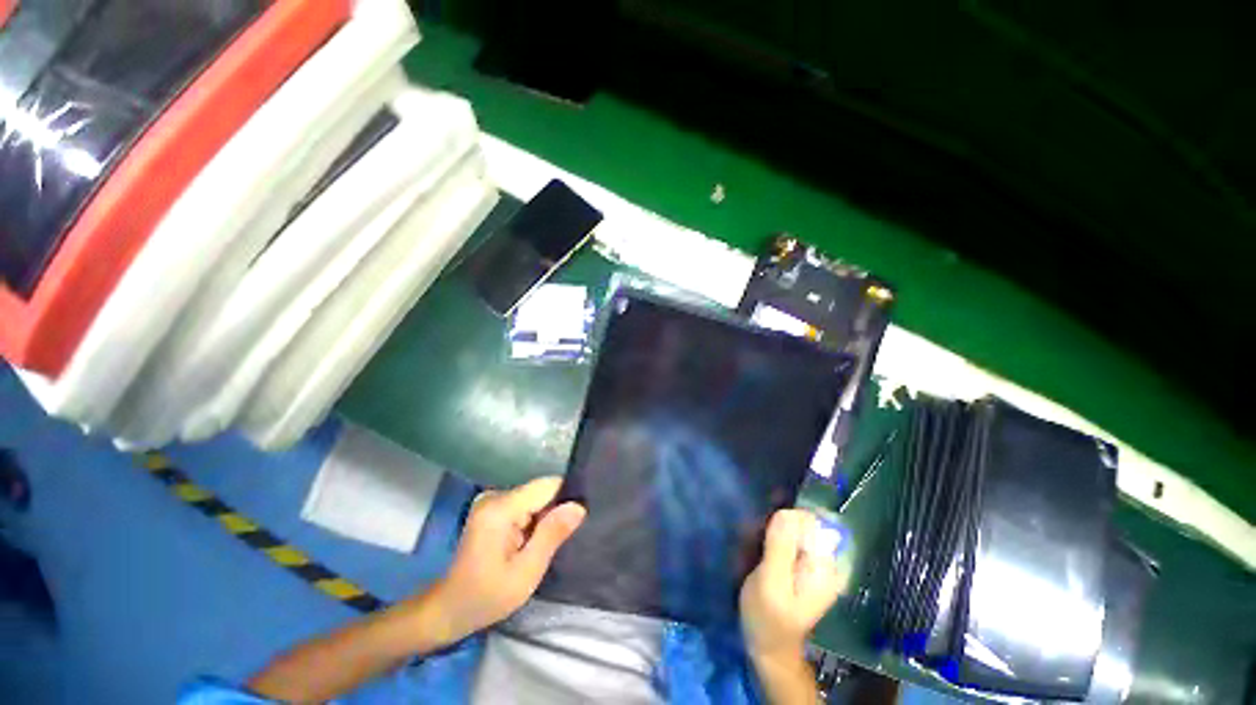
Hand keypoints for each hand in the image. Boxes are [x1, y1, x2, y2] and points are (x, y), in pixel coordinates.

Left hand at [426, 477, 585, 642]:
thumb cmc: (486, 597)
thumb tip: (579, 506)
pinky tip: (533, 542)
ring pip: (535, 499)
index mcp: (501, 508)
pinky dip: (533, 521)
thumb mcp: (525, 573)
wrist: (447, 610)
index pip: (548, 485)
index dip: (566, 499)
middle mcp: (496, 495)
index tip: (576, 522)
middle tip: (561, 541)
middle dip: (555, 512)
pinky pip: (525, 506)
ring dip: (544, 518)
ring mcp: (492, 501)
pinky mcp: (492, 508)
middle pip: (541, 491)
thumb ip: (552, 535)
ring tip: (548, 544)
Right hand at [740, 509, 849, 660]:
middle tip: (763, 543)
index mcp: (825, 566)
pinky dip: (778, 538)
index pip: (812, 521)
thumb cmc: (768, 617)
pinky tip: (766, 550)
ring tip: (762, 547)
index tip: (768, 532)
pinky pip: (793, 540)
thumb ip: (780, 547)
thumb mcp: (770, 582)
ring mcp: (815, 564)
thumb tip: (786, 512)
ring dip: (778, 531)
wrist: (768, 646)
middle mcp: (826, 561)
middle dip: (782, 524)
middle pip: (806, 523)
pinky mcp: (803, 567)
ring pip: (798, 529)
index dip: (787, 519)